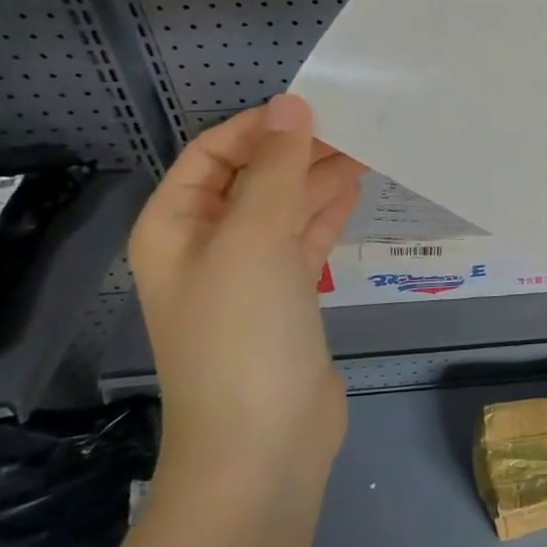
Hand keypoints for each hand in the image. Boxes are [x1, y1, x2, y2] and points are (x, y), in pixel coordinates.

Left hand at [128, 95, 363, 472]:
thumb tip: (292, 103)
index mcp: (176, 225)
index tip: (319, 107)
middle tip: (360, 127)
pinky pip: (305, 238)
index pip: (213, 152)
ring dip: (320, 177)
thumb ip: (275, 167)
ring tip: (370, 150)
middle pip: (254, 177)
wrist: (262, 443)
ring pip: (285, 206)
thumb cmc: (243, 332)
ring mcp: (248, 273)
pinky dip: (327, 212)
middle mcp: (207, 243)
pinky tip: (356, 190)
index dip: (261, 126)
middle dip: (300, 150)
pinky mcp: (285, 297)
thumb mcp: (254, 237)